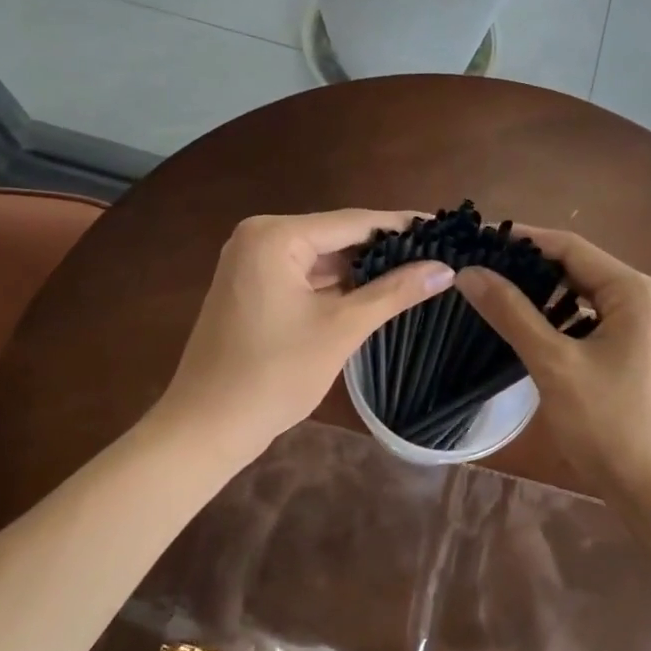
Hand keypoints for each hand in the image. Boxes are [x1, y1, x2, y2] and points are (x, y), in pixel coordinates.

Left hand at [161, 210, 453, 456]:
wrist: (204, 428)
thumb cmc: (273, 375)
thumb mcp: (341, 329)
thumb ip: (394, 292)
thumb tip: (446, 268)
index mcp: (275, 236)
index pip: (353, 222)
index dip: (403, 226)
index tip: (445, 228)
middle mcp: (259, 236)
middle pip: (337, 235)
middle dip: (385, 247)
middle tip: (438, 252)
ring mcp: (251, 261)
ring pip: (322, 256)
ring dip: (363, 267)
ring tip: (419, 268)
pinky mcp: (252, 286)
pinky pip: (305, 274)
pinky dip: (337, 283)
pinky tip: (376, 289)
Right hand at [455, 227, 650, 502]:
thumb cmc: (612, 426)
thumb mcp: (555, 364)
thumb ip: (511, 313)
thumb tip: (468, 272)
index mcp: (634, 290)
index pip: (570, 246)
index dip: (522, 239)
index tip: (478, 239)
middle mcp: (645, 298)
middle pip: (578, 268)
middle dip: (529, 267)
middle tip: (478, 268)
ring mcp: (645, 326)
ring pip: (584, 296)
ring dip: (543, 294)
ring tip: (493, 293)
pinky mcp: (638, 351)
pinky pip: (592, 320)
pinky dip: (560, 319)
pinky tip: (527, 328)